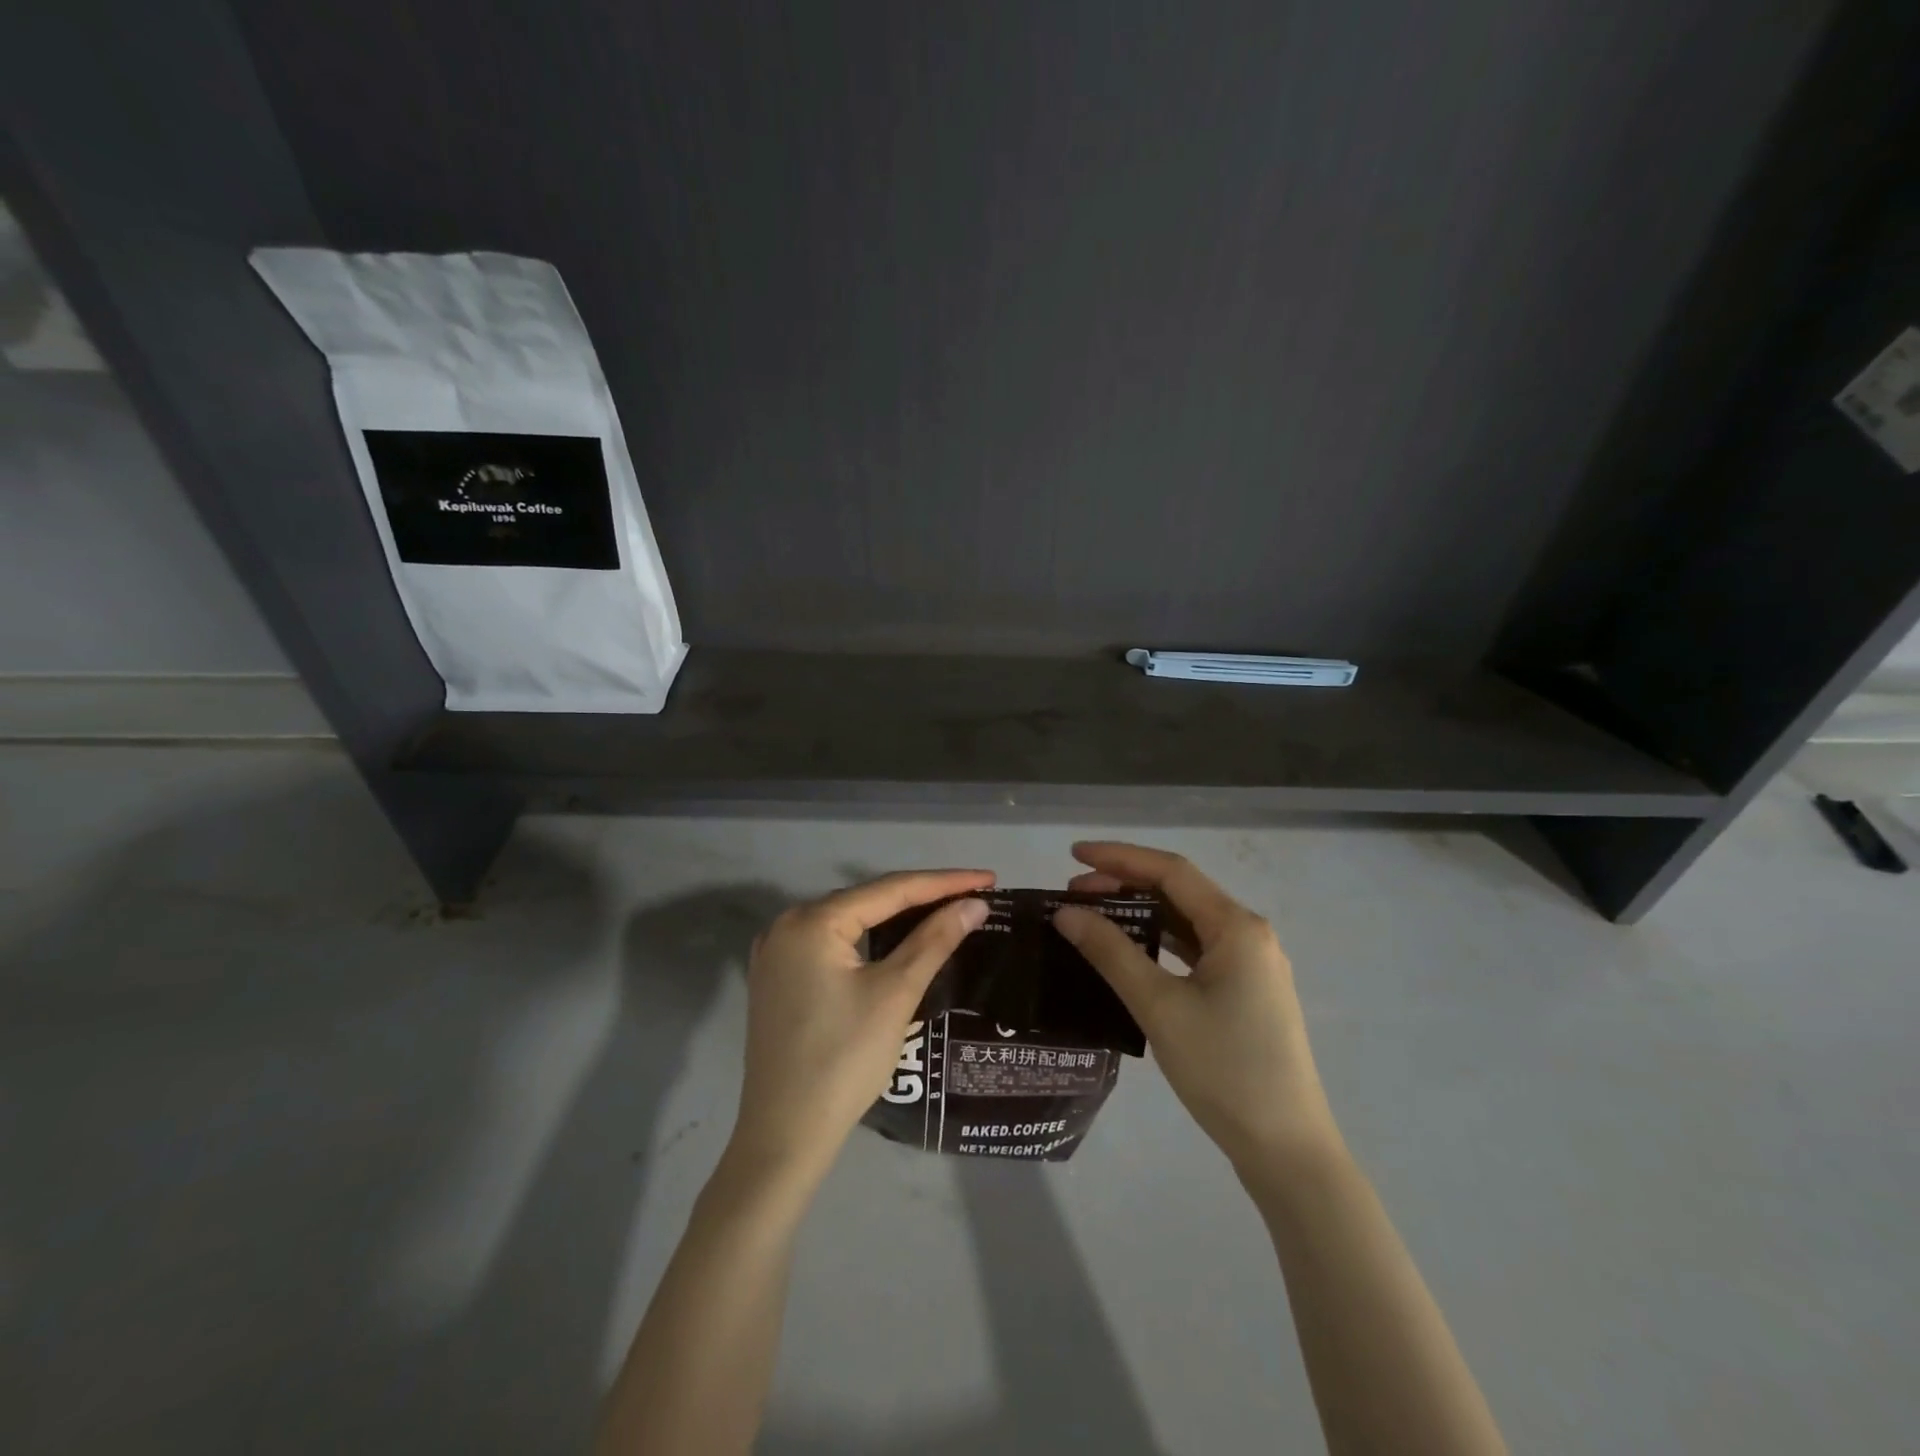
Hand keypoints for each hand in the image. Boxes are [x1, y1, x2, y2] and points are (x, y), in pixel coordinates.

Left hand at [727, 870, 993, 1183]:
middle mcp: (786, 925)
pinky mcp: (778, 980)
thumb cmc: (844, 1060)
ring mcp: (776, 954)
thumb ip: (935, 941)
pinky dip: (869, 940)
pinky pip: (833, 945)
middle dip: (921, 897)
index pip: (890, 890)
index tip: (988, 878)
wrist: (784, 1136)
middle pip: (867, 901)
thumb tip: (974, 905)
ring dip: (895, 918)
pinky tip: (896, 942)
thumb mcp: (895, 994)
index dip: (944, 882)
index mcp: (811, 921)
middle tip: (972, 896)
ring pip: (850, 923)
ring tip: (944, 911)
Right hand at [1053, 843, 1339, 1172]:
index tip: (1073, 853)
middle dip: (1125, 884)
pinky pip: (1195, 948)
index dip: (1119, 857)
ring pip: (1187, 920)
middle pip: (1179, 891)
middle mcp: (1248, 933)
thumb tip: (1066, 913)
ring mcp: (1250, 963)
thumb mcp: (1160, 1007)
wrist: (1286, 1149)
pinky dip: (1159, 941)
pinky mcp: (1245, 989)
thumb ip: (1111, 953)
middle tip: (1073, 893)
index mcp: (1237, 926)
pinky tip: (1130, 949)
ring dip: (1141, 912)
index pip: (1171, 871)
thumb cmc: (1224, 1071)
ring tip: (1093, 915)